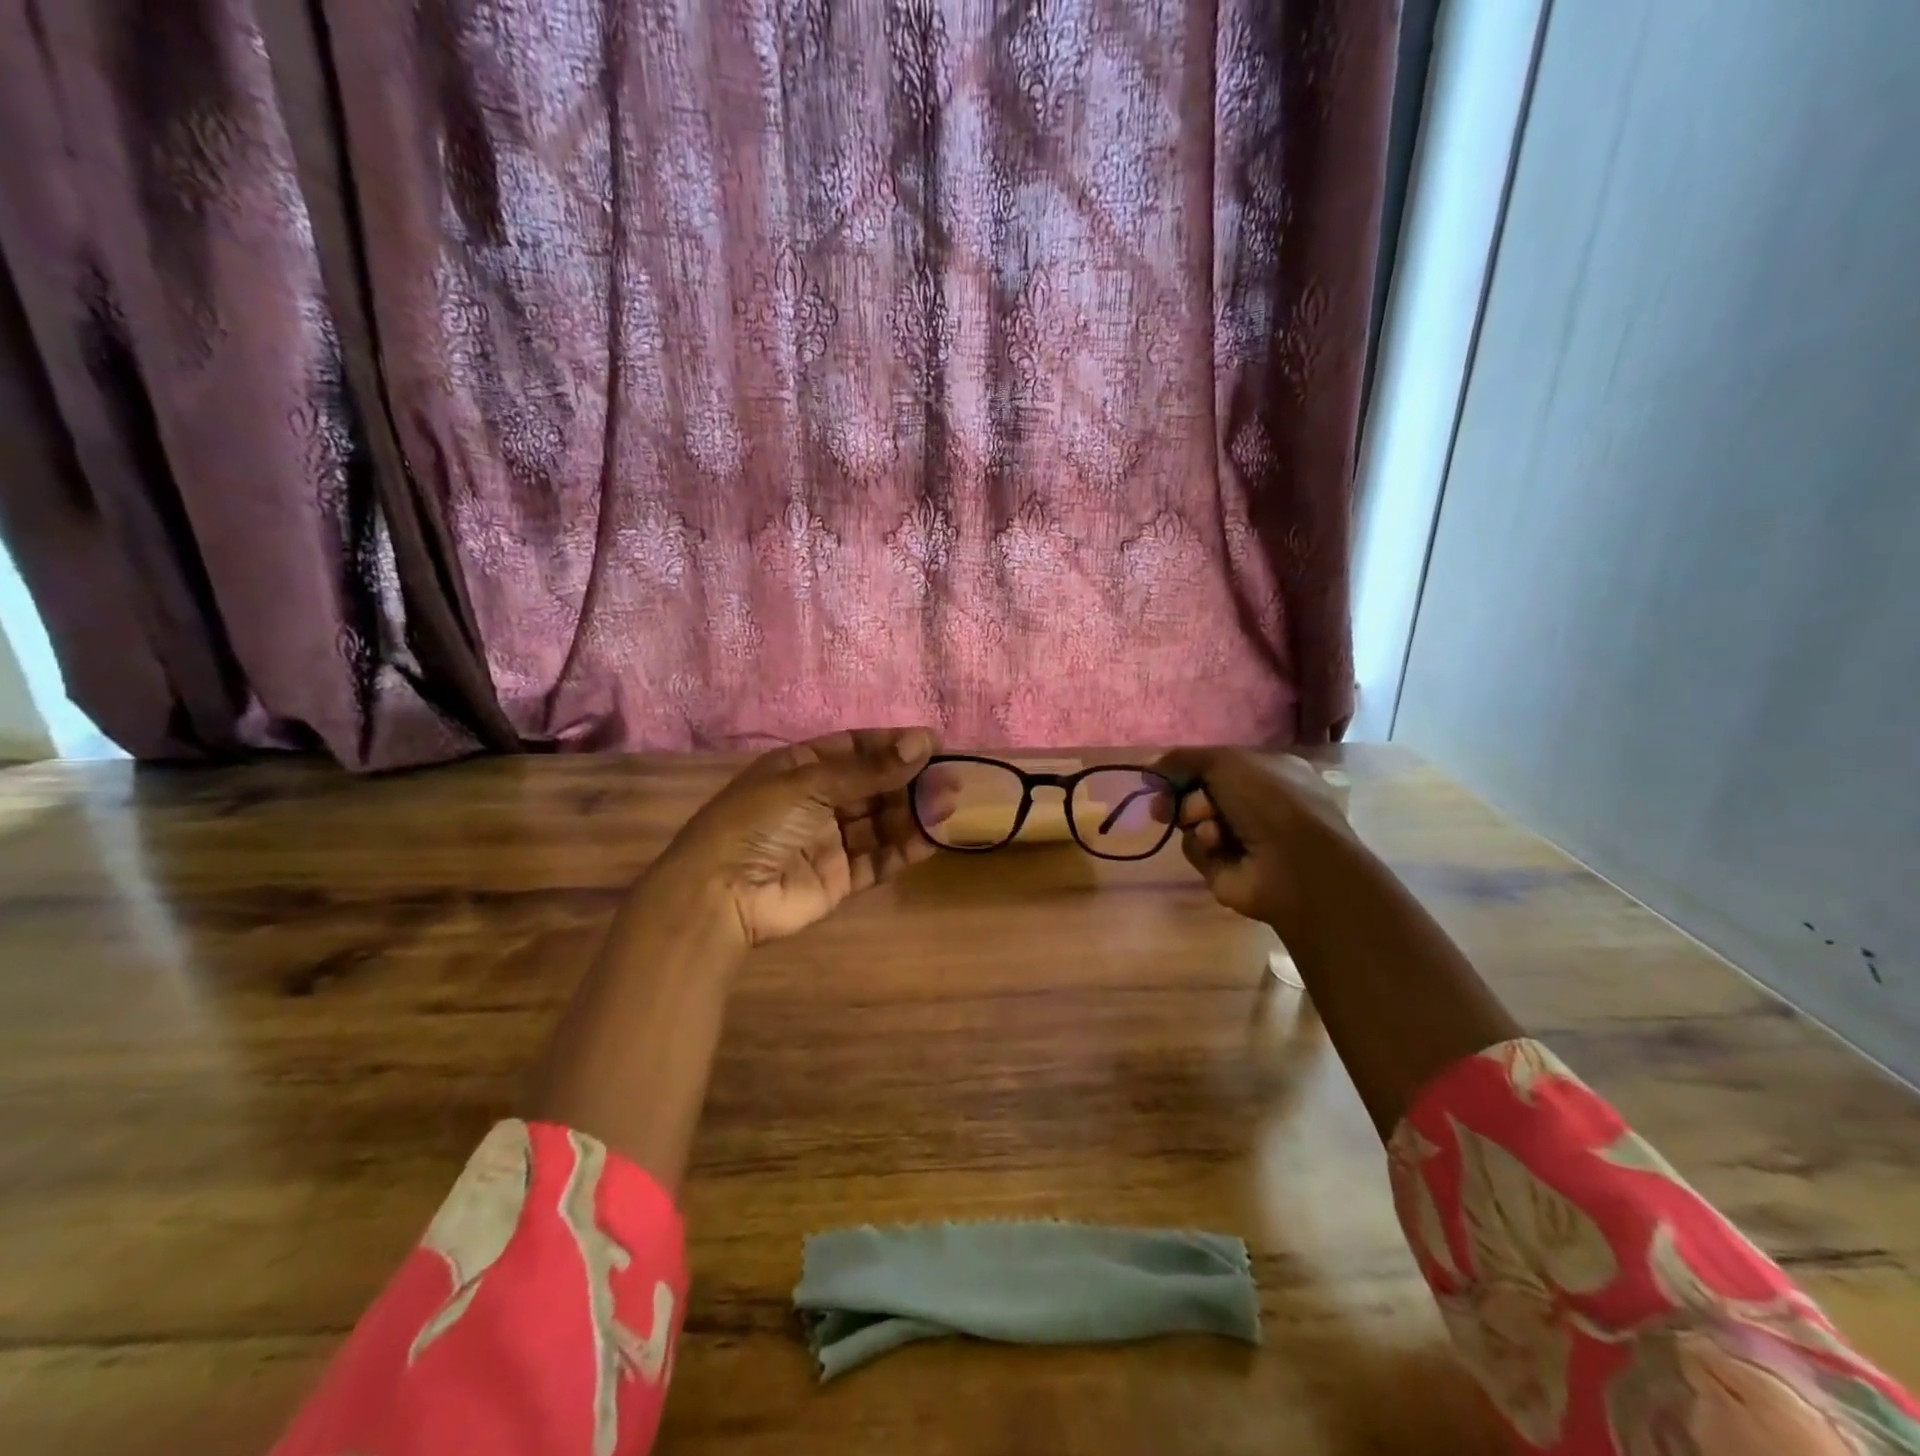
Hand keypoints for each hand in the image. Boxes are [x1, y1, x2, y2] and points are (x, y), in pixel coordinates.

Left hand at [651, 727, 944, 946]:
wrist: (720, 895)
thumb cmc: (758, 823)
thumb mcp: (809, 785)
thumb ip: (868, 770)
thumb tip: (922, 742)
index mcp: (801, 769)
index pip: (855, 748)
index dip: (892, 744)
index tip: (933, 743)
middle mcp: (818, 801)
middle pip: (873, 786)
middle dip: (910, 781)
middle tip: (951, 779)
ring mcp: (829, 841)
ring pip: (880, 823)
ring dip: (913, 814)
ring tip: (947, 807)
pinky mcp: (840, 879)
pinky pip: (878, 860)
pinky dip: (903, 850)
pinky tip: (931, 841)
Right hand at [1153, 747, 1357, 940]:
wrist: (1294, 864)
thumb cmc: (1270, 801)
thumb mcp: (1227, 762)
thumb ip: (1185, 758)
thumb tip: (1151, 764)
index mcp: (1266, 772)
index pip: (1214, 766)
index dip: (1186, 768)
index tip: (1162, 773)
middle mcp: (1254, 804)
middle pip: (1197, 793)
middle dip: (1180, 796)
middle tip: (1164, 804)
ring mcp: (1240, 838)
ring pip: (1193, 821)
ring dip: (1194, 819)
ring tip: (1212, 827)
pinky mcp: (1225, 866)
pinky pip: (1196, 848)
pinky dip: (1202, 845)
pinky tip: (1218, 846)